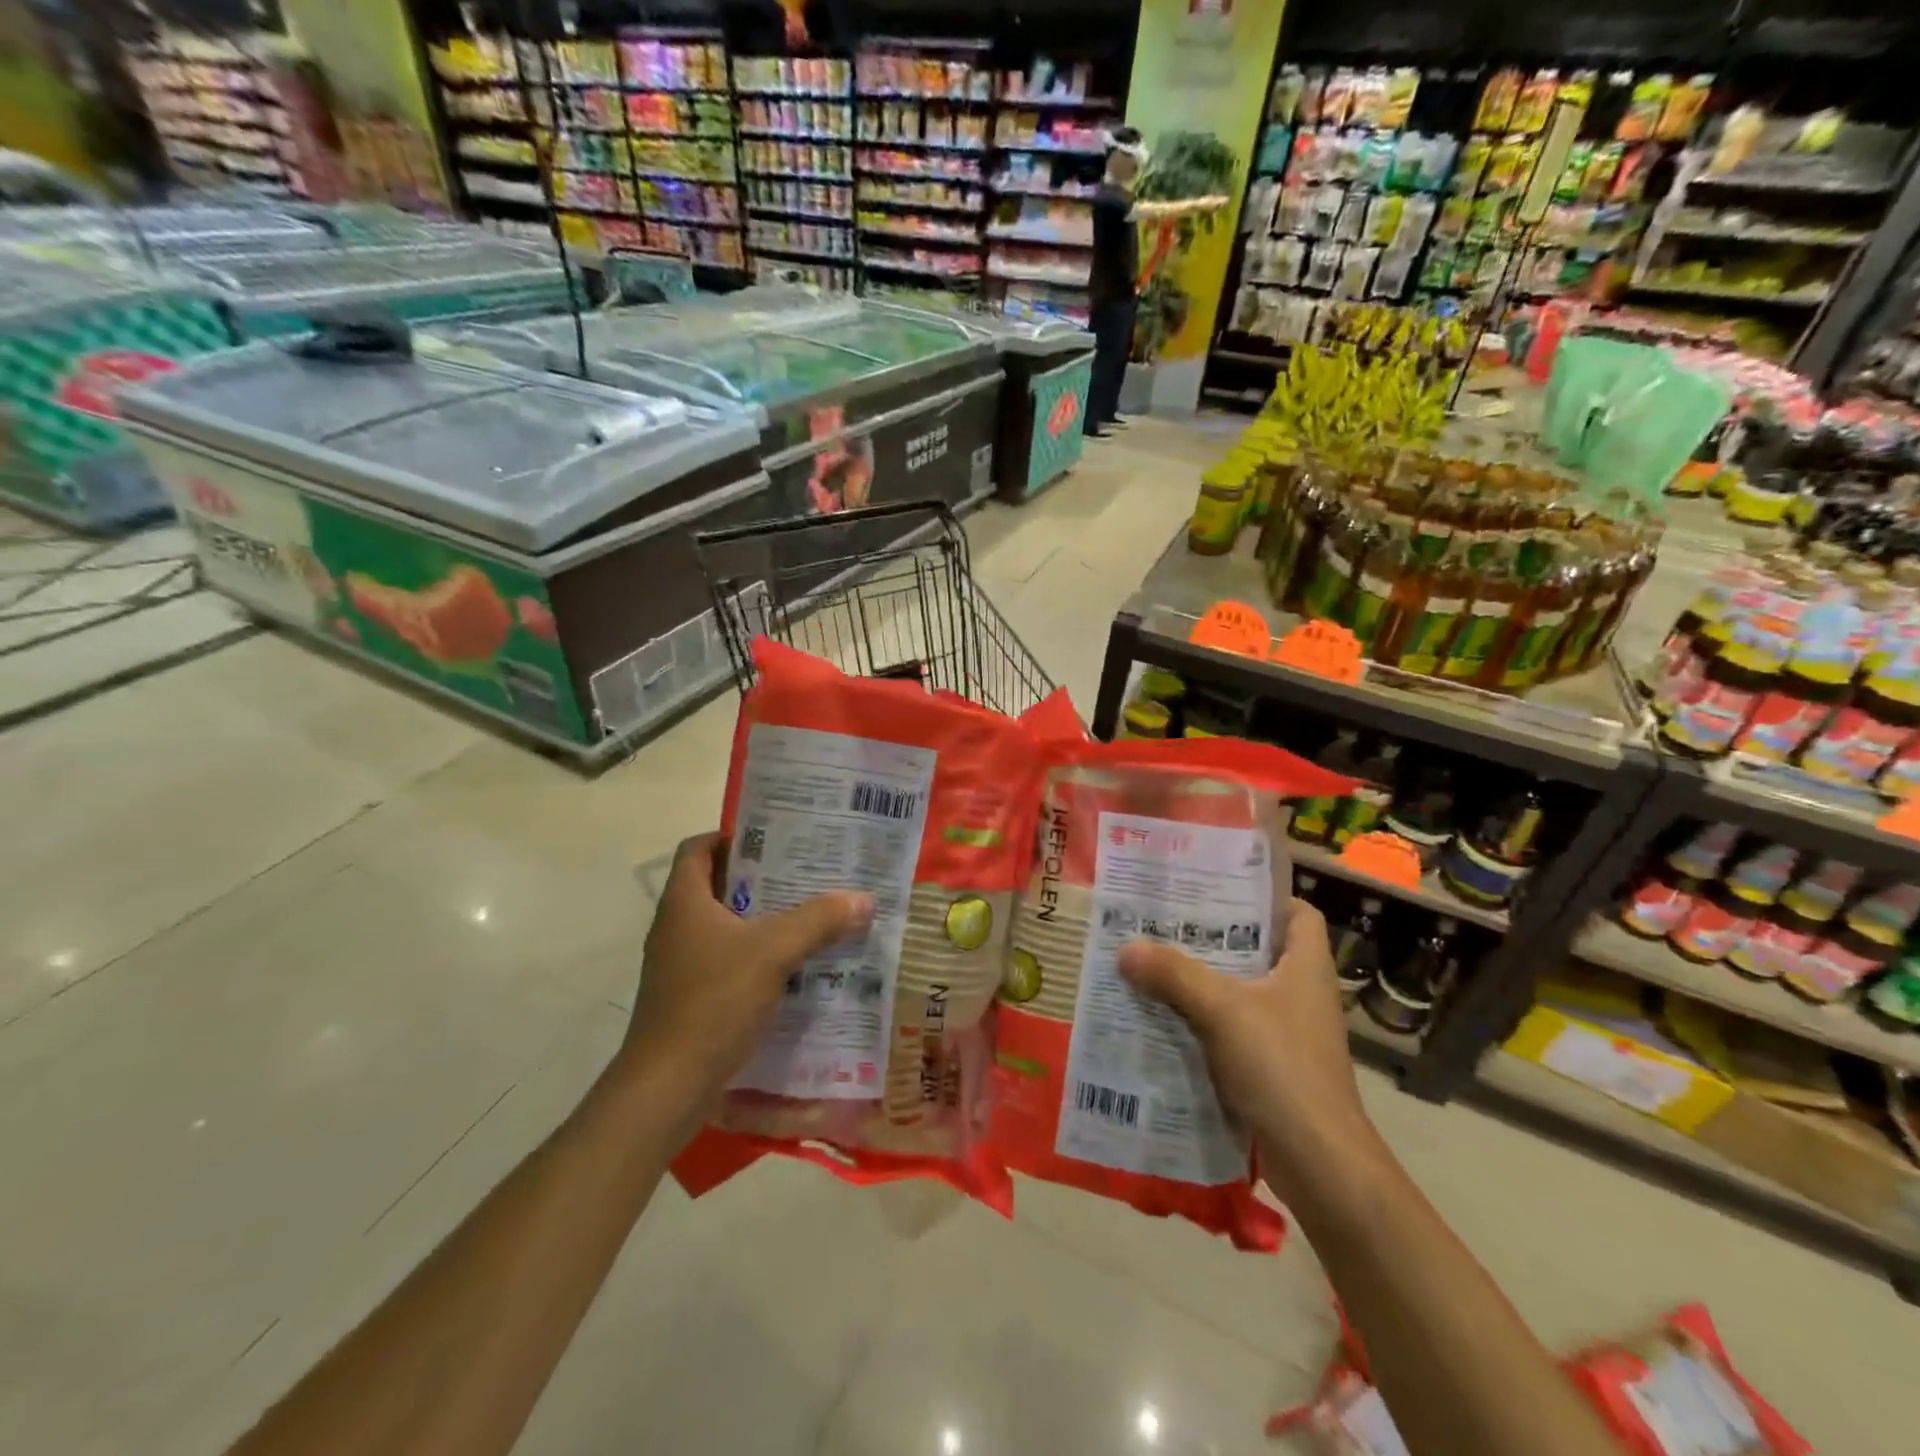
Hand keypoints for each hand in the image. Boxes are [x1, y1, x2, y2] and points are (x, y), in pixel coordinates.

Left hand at [619, 833, 872, 1118]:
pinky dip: (762, 956)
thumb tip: (863, 898)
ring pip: (730, 926)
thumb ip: (819, 920)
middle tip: (811, 873)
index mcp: (685, 901)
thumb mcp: (773, 952)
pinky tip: (799, 965)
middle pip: (721, 885)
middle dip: (765, 878)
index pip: (699, 847)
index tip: (777, 837)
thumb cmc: (713, 1001)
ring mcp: (683, 964)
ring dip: (767, 919)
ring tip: (814, 914)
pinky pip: (732, 960)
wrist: (668, 1087)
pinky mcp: (693, 997)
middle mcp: (678, 926)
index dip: (733, 835)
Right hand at [1118, 898, 1380, 1196]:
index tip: (1216, 892)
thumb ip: (1174, 974)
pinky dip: (1201, 1021)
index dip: (1263, 897)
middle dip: (1212, 937)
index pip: (1297, 913)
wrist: (1320, 1164)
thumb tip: (1126, 948)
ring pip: (1239, 992)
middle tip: (1164, 923)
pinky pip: (1230, 1029)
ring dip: (1200, 981)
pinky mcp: (1271, 1067)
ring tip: (1152, 964)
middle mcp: (1300, 994)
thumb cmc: (1282, 1068)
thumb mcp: (1223, 1010)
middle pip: (1257, 950)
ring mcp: (1287, 1033)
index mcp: (1306, 967)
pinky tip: (1162, 1018)